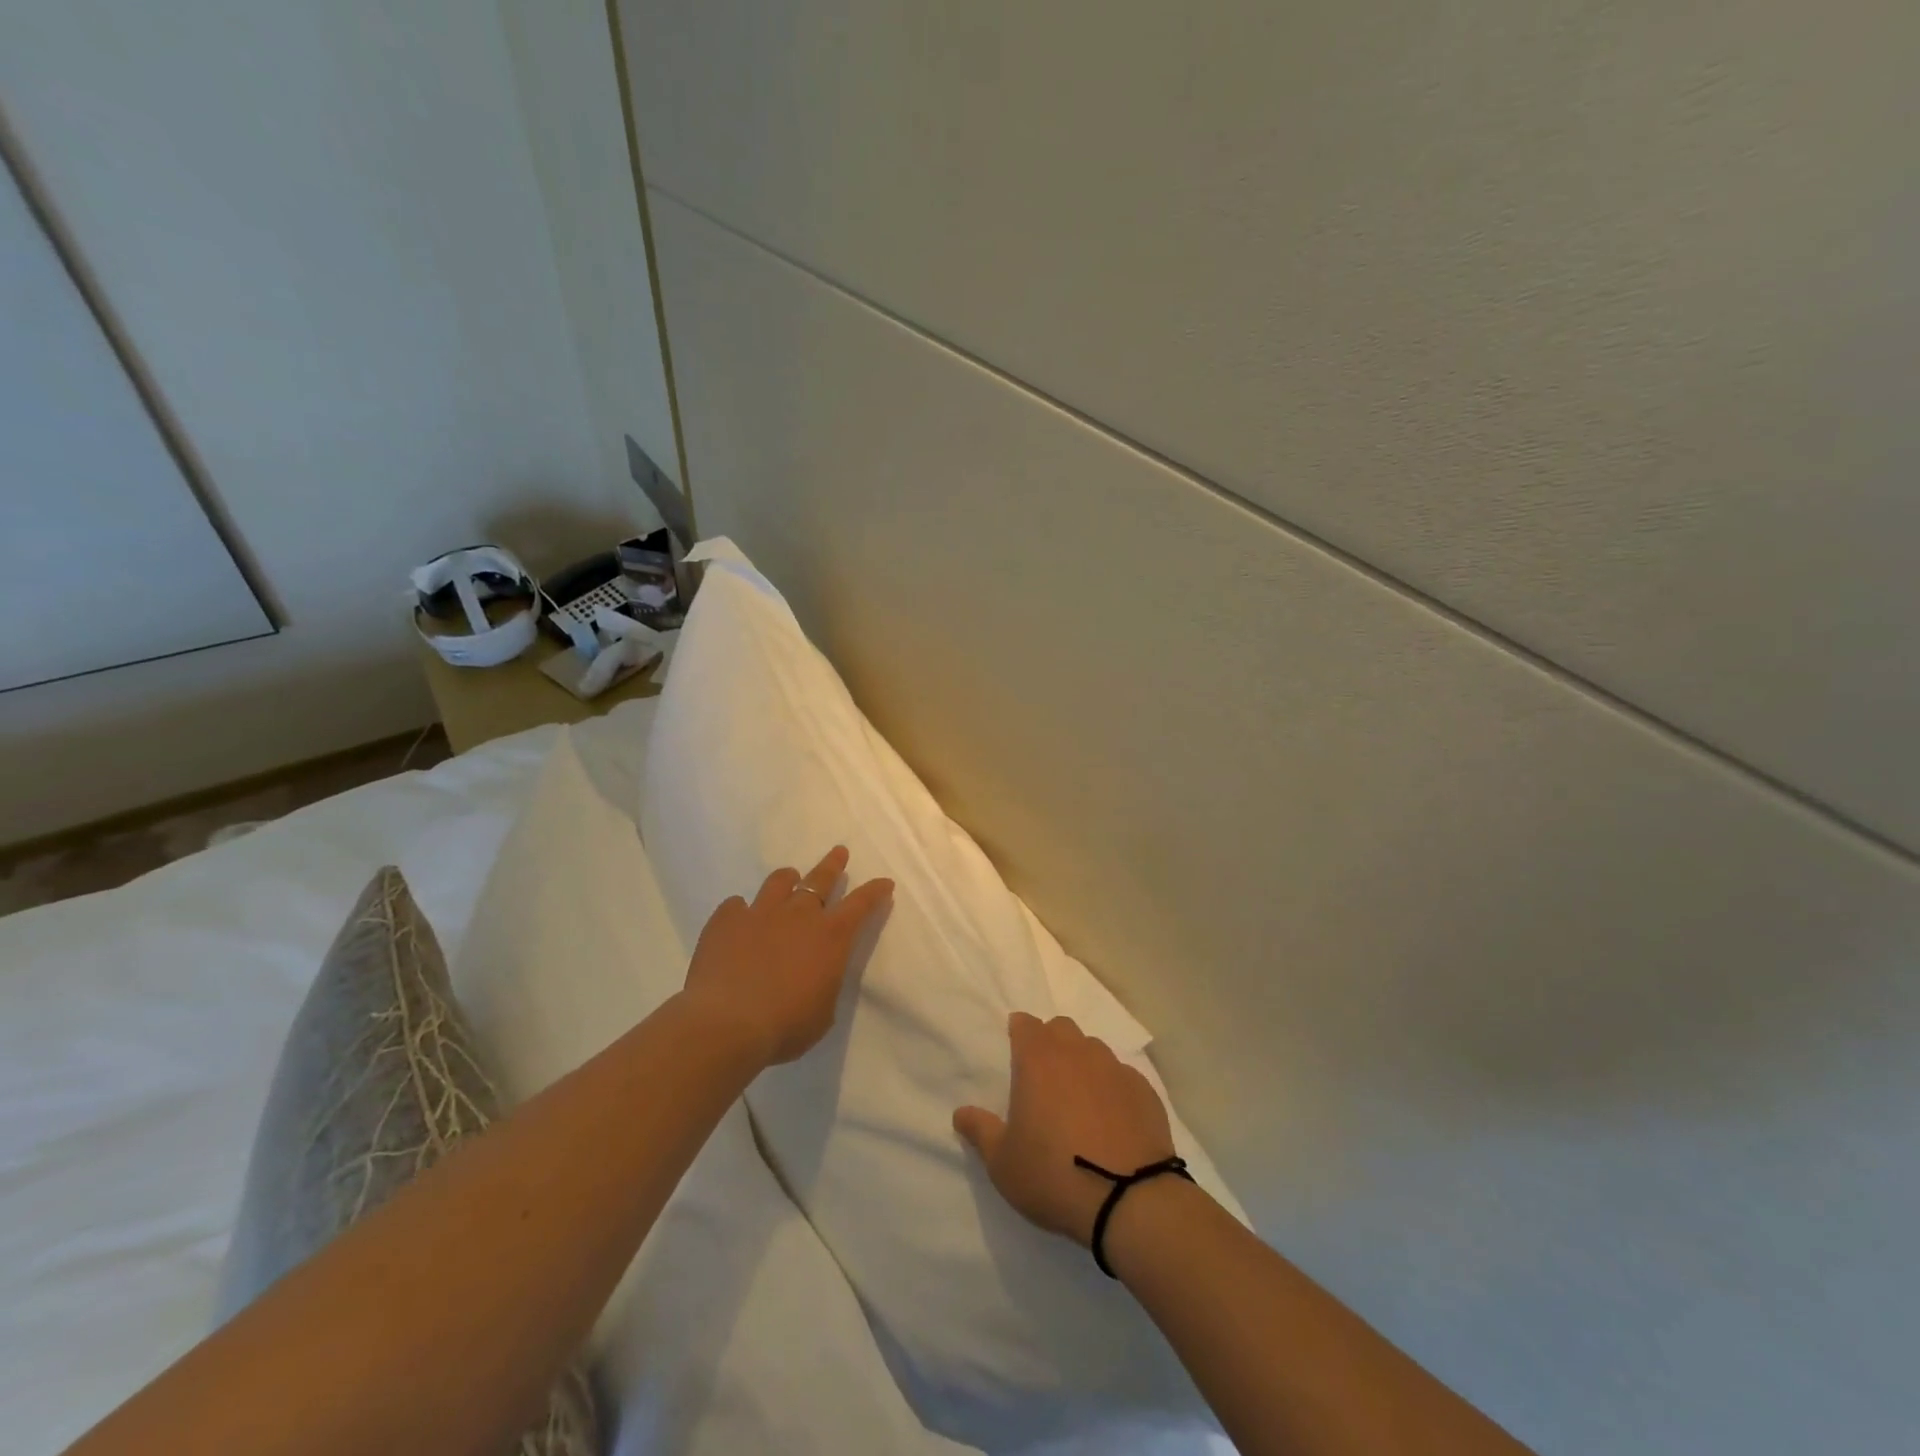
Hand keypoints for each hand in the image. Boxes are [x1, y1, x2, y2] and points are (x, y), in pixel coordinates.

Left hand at [680, 846, 893, 1066]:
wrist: (727, 1023)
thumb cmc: (786, 1026)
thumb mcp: (823, 1012)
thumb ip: (823, 983)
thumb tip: (816, 975)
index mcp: (831, 936)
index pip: (861, 904)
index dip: (875, 891)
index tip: (884, 882)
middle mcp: (799, 914)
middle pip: (821, 878)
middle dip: (833, 864)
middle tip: (839, 851)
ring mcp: (760, 912)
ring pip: (778, 881)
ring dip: (787, 879)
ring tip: (789, 878)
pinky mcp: (726, 920)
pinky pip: (735, 905)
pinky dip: (741, 910)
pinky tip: (738, 919)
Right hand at [953, 1012, 1177, 1246]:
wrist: (1129, 1199)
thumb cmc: (1054, 1174)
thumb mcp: (1003, 1163)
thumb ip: (981, 1131)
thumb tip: (961, 1112)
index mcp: (1038, 1059)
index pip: (1026, 1024)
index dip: (1019, 1033)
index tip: (1015, 1051)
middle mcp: (1077, 1052)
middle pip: (1061, 1029)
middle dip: (1051, 1042)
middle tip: (1044, 1076)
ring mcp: (1115, 1068)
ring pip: (1094, 1049)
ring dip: (1083, 1063)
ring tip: (1079, 1099)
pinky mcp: (1144, 1090)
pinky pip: (1122, 1076)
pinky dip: (1113, 1088)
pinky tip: (1112, 1119)